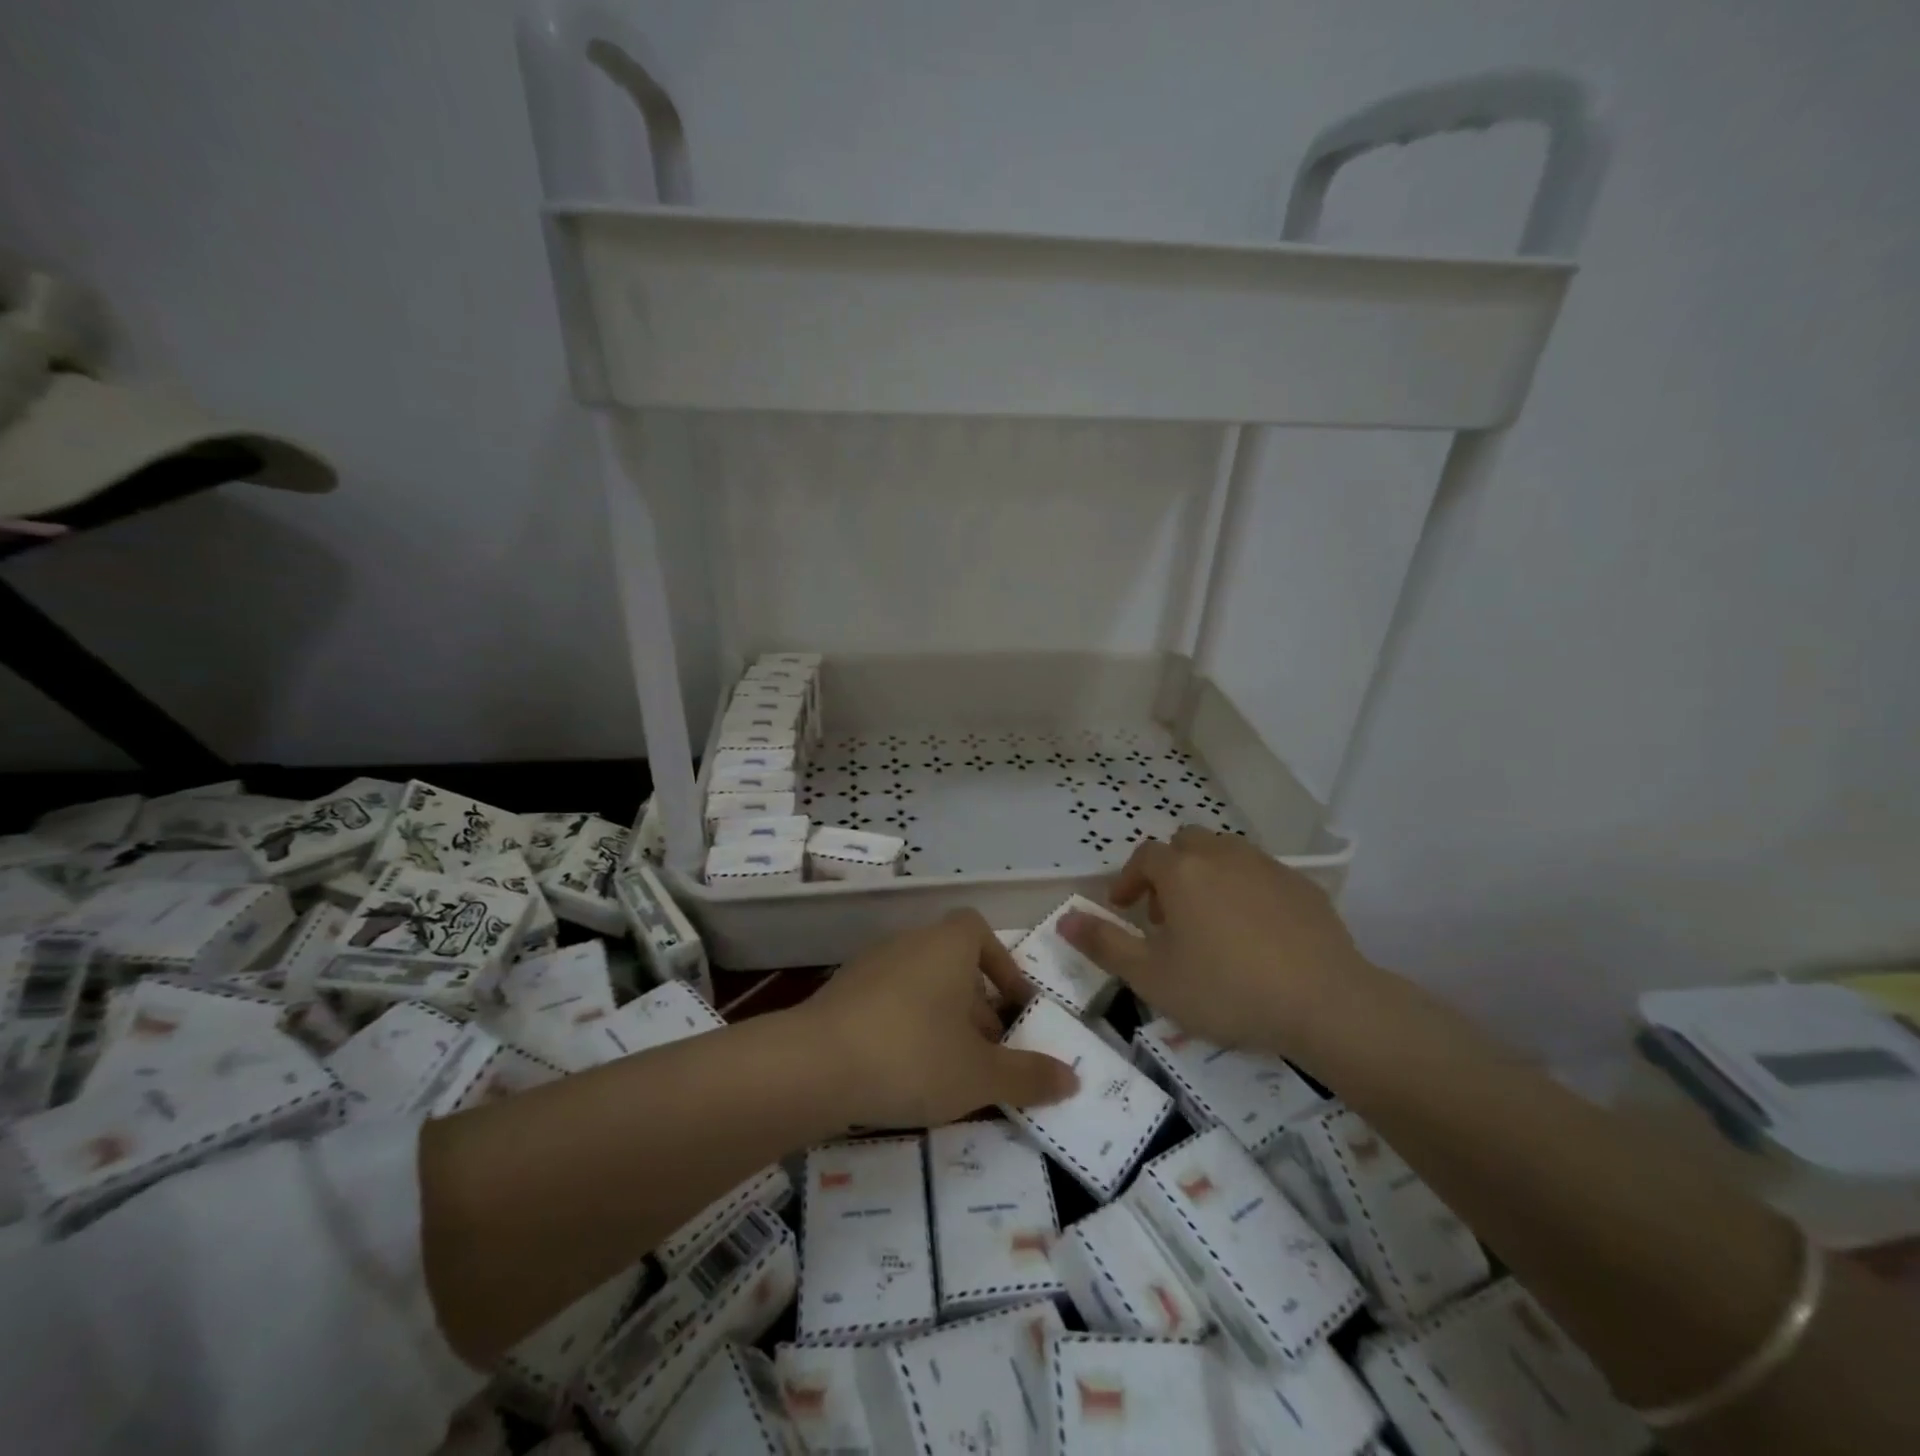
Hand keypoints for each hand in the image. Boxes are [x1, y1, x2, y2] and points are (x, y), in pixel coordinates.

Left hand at [798, 909, 1079, 1127]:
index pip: (978, 931)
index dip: (1002, 965)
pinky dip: (905, 1027)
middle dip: (976, 1005)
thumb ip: (1028, 1076)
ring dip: (941, 1019)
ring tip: (950, 1070)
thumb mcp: (980, 1075)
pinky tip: (904, 1073)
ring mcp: (869, 966)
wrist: (813, 1065)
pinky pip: (887, 1002)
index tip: (1014, 1008)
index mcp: (946, 946)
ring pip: (920, 985)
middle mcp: (908, 943)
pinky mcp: (839, 994)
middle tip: (988, 1054)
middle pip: (952, 963)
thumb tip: (1074, 1079)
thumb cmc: (912, 1056)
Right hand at [1058, 827, 1373, 1055]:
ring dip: (1206, 876)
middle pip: (1185, 844)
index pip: (1144, 858)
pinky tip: (1255, 933)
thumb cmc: (1226, 989)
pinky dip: (1245, 890)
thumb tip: (1063, 920)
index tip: (1125, 910)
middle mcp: (1221, 855)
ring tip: (1209, 922)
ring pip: (1224, 854)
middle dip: (1169, 871)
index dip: (1128, 881)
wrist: (1325, 1002)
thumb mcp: (1152, 977)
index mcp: (1181, 871)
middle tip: (1167, 915)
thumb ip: (1104, 945)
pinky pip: (1260, 874)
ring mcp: (1265, 866)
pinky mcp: (1301, 885)